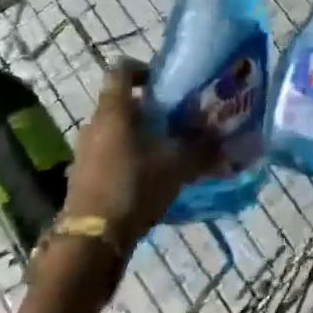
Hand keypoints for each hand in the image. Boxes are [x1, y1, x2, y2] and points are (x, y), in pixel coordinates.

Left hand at [64, 65, 212, 242]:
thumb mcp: (177, 165)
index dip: (142, 68)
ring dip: (138, 137)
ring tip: (166, 152)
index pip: (121, 70)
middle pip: (120, 103)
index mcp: (114, 110)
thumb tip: (230, 140)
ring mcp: (84, 154)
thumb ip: (203, 149)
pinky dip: (128, 161)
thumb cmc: (133, 186)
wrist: (91, 243)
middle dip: (148, 109)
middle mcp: (94, 125)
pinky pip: (108, 158)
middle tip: (176, 120)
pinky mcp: (82, 180)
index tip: (164, 82)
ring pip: (115, 132)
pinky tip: (149, 180)